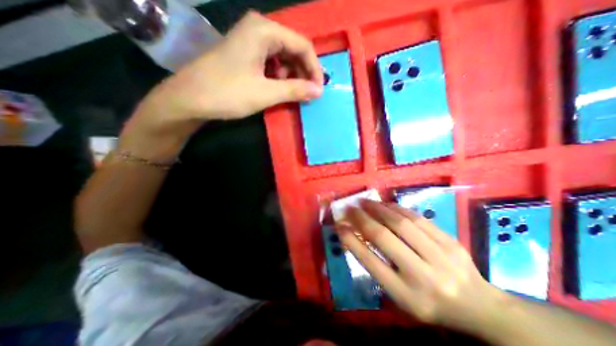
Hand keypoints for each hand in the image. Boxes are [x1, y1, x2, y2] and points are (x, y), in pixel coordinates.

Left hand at [118, 11, 322, 158]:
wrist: (190, 99)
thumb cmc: (227, 93)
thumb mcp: (266, 93)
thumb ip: (295, 90)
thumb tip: (319, 91)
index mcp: (264, 31)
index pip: (303, 45)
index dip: (314, 69)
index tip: (318, 91)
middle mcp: (259, 29)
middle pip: (294, 49)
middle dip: (304, 72)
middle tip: (309, 94)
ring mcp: (251, 41)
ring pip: (284, 56)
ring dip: (293, 75)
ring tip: (294, 93)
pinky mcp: (246, 53)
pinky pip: (273, 62)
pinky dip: (281, 76)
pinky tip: (280, 88)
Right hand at [337, 200, 504, 332]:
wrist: (479, 307)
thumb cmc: (429, 304)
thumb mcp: (399, 296)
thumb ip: (377, 266)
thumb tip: (354, 236)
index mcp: (406, 295)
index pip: (370, 262)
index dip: (351, 240)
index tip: (339, 225)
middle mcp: (423, 276)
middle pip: (384, 238)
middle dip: (362, 219)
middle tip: (350, 208)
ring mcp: (441, 256)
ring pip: (401, 223)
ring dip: (378, 209)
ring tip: (365, 202)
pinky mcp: (451, 241)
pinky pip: (418, 218)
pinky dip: (397, 208)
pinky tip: (386, 204)